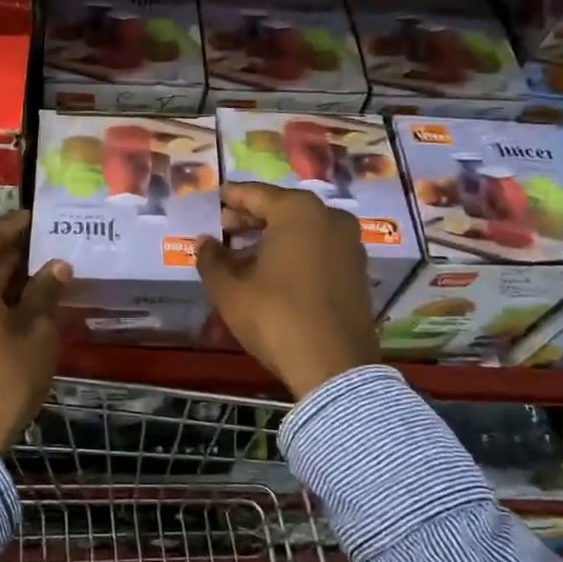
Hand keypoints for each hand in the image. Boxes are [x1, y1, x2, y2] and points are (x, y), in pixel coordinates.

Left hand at [0, 210, 68, 453]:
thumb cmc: (5, 375)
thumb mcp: (37, 330)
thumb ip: (46, 291)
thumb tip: (57, 265)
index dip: (17, 224)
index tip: (40, 218)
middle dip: (13, 252)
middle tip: (47, 246)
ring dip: (2, 277)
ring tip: (38, 275)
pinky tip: (17, 305)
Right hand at [195, 184, 380, 398]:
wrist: (334, 367)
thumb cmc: (276, 317)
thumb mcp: (229, 289)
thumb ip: (211, 259)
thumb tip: (204, 242)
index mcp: (298, 210)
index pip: (254, 194)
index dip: (230, 198)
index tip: (213, 201)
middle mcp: (330, 217)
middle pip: (281, 209)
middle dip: (251, 219)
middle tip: (224, 229)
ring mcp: (350, 243)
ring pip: (302, 229)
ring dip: (272, 237)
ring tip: (243, 254)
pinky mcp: (358, 270)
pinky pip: (319, 248)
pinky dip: (295, 252)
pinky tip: (272, 271)